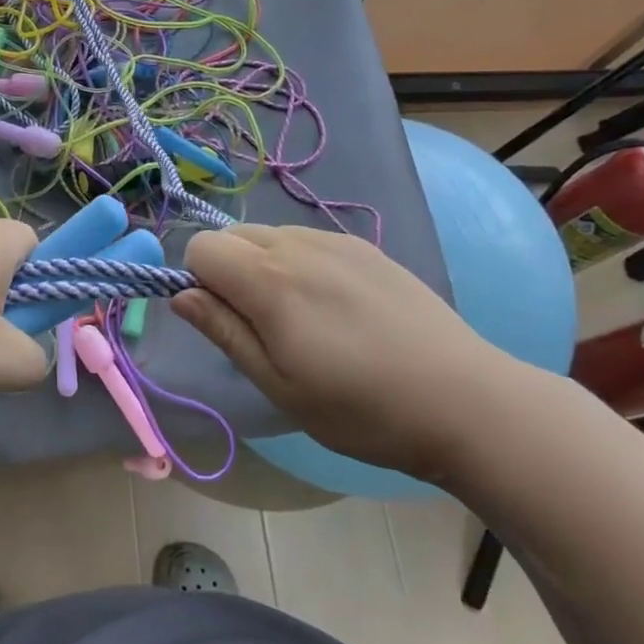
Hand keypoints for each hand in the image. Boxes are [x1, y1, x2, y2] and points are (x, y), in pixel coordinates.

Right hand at [171, 224, 540, 485]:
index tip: (225, 321)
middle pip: (232, 235)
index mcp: (269, 280)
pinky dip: (299, 263)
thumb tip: (179, 295)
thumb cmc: (361, 408)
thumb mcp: (278, 385)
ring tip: (302, 318)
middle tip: (261, 326)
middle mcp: (298, 244)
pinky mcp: (366, 248)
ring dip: (263, 265)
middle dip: (228, 271)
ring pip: (270, 235)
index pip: (202, 248)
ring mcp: (336, 241)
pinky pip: (308, 240)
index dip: (199, 281)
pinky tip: (335, 308)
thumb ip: (224, 331)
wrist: (463, 400)